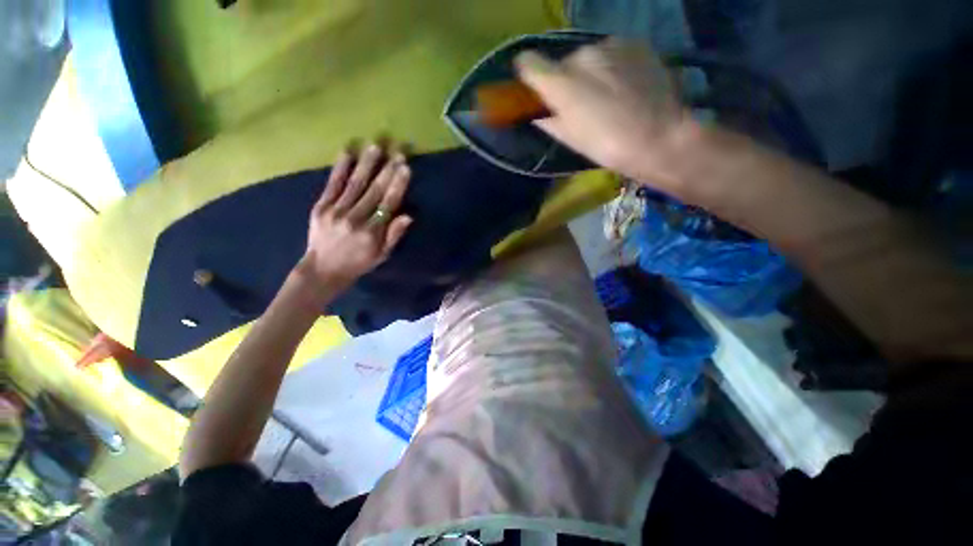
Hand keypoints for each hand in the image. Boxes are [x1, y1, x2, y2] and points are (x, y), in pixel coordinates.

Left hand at [296, 145, 412, 299]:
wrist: (322, 270)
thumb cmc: (358, 263)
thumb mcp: (382, 255)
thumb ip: (394, 235)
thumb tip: (408, 216)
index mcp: (372, 233)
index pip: (388, 204)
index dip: (397, 185)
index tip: (405, 167)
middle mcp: (354, 219)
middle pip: (374, 191)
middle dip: (387, 170)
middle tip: (397, 151)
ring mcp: (335, 211)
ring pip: (355, 184)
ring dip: (366, 164)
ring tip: (375, 146)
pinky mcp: (320, 207)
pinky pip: (332, 185)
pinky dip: (340, 169)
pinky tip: (347, 153)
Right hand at [515, 40, 692, 188]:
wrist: (657, 138)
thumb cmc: (605, 146)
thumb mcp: (568, 138)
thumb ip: (545, 119)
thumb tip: (537, 111)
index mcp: (560, 82)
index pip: (528, 63)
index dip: (529, 77)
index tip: (537, 92)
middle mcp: (582, 53)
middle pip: (563, 63)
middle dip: (566, 81)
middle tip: (580, 104)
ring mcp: (611, 45)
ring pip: (589, 57)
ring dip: (591, 73)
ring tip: (607, 97)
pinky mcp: (635, 45)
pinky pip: (612, 53)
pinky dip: (612, 67)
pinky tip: (625, 87)